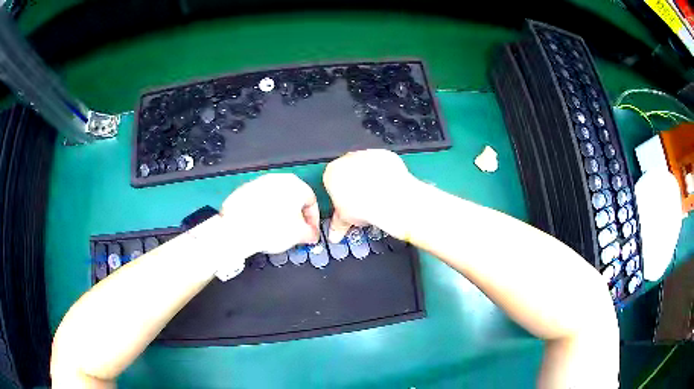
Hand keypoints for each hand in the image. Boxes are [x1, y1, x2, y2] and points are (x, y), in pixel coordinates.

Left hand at [220, 173, 319, 254]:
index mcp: (295, 184)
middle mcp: (277, 179)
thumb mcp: (299, 235)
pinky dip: (262, 213)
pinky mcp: (243, 191)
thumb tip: (310, 234)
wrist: (238, 230)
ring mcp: (259, 184)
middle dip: (296, 217)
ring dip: (278, 214)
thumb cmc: (267, 228)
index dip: (313, 220)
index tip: (310, 232)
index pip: (311, 201)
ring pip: (275, 199)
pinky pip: (259, 202)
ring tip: (276, 231)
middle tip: (295, 233)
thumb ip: (310, 233)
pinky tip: (261, 226)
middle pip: (293, 198)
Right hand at [323, 149, 418, 241]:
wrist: (389, 200)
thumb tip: (335, 232)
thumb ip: (338, 224)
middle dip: (354, 184)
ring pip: (365, 165)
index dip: (340, 195)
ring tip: (377, 195)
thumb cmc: (366, 206)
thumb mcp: (345, 220)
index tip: (347, 204)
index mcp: (331, 173)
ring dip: (369, 177)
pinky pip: (382, 163)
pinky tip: (388, 186)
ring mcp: (367, 155)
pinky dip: (385, 172)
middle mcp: (347, 160)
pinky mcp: (385, 154)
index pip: (331, 183)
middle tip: (362, 201)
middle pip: (348, 171)